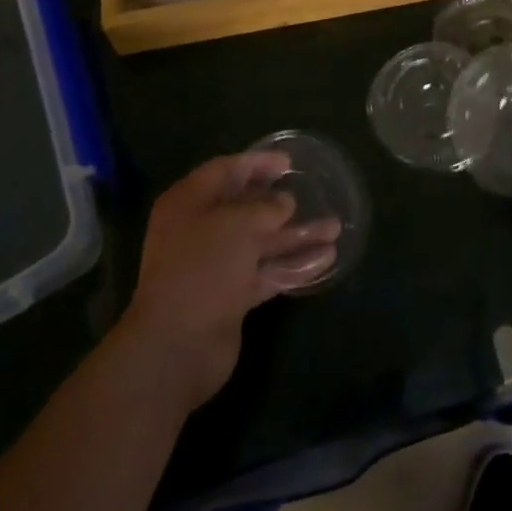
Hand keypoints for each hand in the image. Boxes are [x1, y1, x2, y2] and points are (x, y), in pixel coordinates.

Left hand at [120, 152, 340, 410]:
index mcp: (189, 202)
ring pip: (261, 242)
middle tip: (314, 194)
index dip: (257, 163)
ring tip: (334, 229)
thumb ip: (266, 207)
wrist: (176, 347)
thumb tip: (284, 203)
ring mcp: (214, 265)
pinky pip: (265, 272)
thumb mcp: (238, 224)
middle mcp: (199, 230)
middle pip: (245, 207)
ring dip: (295, 236)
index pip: (225, 170)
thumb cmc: (203, 267)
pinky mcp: (230, 297)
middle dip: (281, 203)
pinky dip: (291, 265)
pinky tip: (325, 259)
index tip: (289, 163)